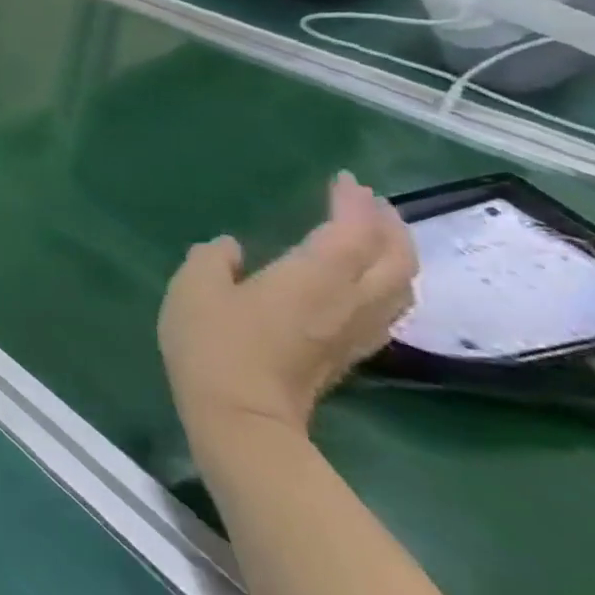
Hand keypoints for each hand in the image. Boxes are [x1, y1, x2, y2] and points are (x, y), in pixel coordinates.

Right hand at [159, 171, 415, 444]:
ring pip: (400, 285)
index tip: (342, 179)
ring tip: (372, 235)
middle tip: (366, 201)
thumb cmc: (212, 342)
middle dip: (388, 224)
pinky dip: (385, 281)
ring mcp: (354, 330)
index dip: (352, 202)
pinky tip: (362, 279)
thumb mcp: (193, 288)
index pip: (351, 231)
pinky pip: (387, 307)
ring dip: (395, 253)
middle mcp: (348, 300)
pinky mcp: (349, 352)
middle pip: (395, 258)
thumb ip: (212, 259)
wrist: (240, 415)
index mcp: (312, 277)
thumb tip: (231, 248)